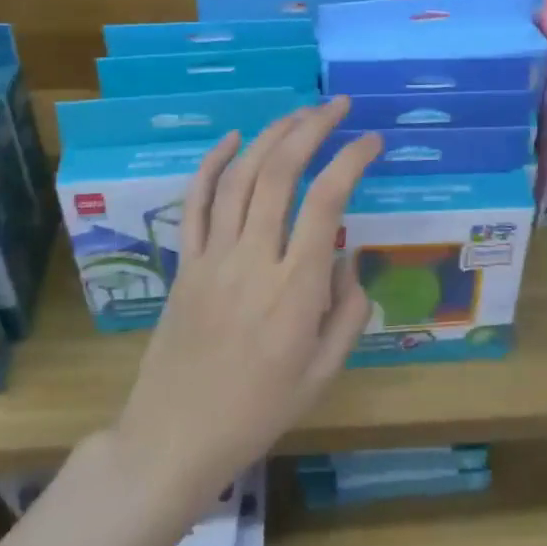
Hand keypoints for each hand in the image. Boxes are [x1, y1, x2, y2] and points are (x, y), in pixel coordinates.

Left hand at [109, 98, 381, 514]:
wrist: (174, 439)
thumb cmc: (258, 411)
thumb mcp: (324, 372)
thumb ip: (348, 310)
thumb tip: (351, 257)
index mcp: (295, 289)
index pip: (327, 202)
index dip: (351, 160)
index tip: (371, 141)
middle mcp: (254, 260)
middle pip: (280, 174)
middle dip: (311, 129)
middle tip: (337, 106)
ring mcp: (213, 258)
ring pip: (240, 178)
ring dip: (270, 137)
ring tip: (298, 114)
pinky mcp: (185, 263)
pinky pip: (195, 203)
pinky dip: (212, 164)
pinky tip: (234, 138)